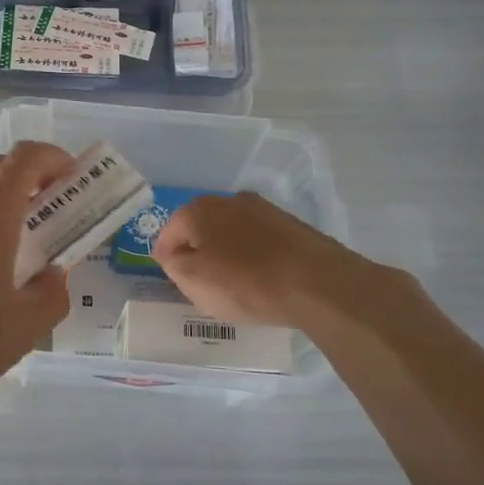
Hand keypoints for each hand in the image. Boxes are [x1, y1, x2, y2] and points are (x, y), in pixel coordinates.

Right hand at [152, 191, 412, 331]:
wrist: (317, 283)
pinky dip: (253, 256)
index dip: (166, 257)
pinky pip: (259, 241)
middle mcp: (229, 201)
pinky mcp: (291, 225)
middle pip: (201, 228)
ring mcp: (264, 210)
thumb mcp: (193, 281)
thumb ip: (174, 264)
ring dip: (227, 252)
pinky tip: (261, 278)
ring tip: (233, 281)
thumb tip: (174, 253)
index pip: (169, 233)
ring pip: (232, 232)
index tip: (172, 277)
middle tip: (200, 280)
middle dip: (197, 250)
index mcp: (199, 210)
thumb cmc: (245, 283)